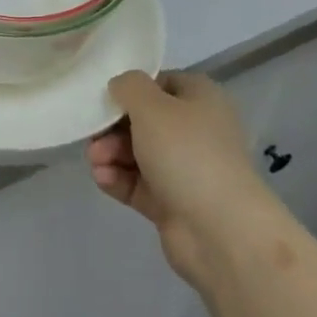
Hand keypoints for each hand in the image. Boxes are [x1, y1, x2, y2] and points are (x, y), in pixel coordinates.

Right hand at [88, 71, 282, 285]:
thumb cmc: (187, 153)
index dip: (131, 89)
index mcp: (200, 98)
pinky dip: (119, 179)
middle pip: (145, 120)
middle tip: (94, 136)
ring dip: (112, 153)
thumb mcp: (152, 106)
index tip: (105, 99)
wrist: (221, 232)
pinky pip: (139, 184)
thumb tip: (120, 86)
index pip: (160, 83)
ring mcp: (185, 169)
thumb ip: (129, 87)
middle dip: (114, 127)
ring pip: (138, 153)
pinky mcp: (173, 203)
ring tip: (96, 161)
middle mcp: (195, 130)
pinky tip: (102, 178)